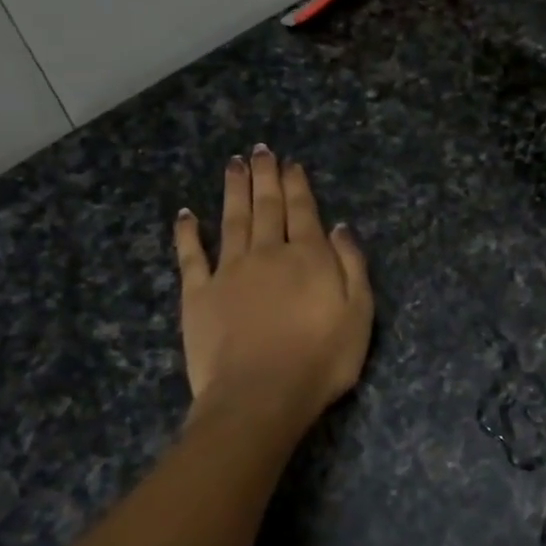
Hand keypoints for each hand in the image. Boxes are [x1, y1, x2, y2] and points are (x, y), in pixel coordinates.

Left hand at [174, 146, 373, 422]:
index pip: (303, 211)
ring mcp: (229, 271)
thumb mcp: (359, 315)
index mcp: (307, 257)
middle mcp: (267, 253)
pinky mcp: (198, 294)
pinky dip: (188, 233)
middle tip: (260, 150)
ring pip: (232, 219)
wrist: (260, 395)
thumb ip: (352, 266)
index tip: (291, 164)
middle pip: (266, 207)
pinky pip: (191, 256)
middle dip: (265, 177)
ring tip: (234, 164)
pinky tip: (186, 214)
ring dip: (233, 190)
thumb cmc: (320, 360)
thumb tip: (339, 227)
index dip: (297, 185)